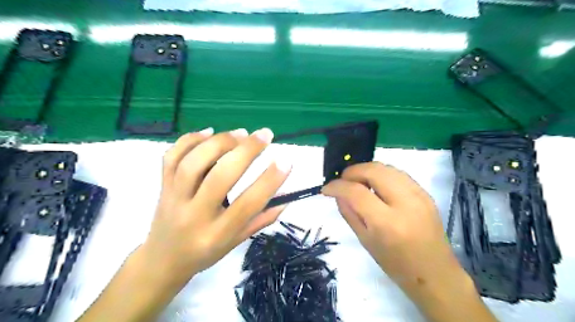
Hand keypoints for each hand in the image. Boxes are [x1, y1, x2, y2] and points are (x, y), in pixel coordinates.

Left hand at [140, 128, 292, 283]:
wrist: (162, 260)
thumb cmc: (204, 253)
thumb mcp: (236, 242)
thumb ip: (261, 220)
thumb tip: (286, 198)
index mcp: (217, 234)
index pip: (247, 204)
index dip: (269, 181)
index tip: (286, 161)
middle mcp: (194, 214)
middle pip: (220, 177)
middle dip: (246, 151)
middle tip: (265, 135)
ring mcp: (174, 198)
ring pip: (193, 163)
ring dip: (220, 142)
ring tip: (241, 133)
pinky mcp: (163, 186)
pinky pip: (171, 157)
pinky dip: (190, 140)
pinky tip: (209, 132)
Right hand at [323, 162, 483, 319]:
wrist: (435, 273)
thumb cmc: (396, 264)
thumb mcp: (365, 241)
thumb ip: (349, 213)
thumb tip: (337, 193)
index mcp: (387, 223)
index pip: (356, 192)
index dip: (337, 186)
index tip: (326, 189)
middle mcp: (405, 203)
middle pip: (373, 171)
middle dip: (352, 171)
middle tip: (342, 181)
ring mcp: (419, 195)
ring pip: (386, 167)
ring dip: (366, 170)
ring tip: (357, 181)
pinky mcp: (425, 193)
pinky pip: (397, 173)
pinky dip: (381, 174)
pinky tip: (375, 184)